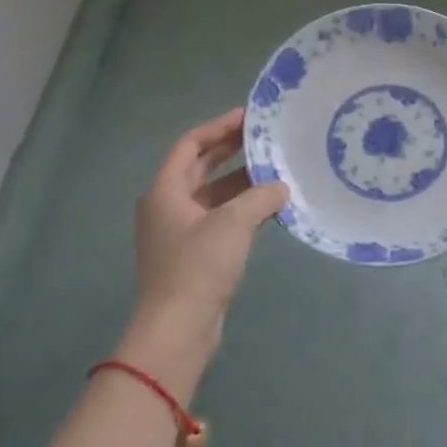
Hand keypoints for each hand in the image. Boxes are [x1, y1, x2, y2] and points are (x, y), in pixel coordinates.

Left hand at [127, 109, 288, 358]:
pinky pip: (220, 218)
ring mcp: (180, 232)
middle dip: (232, 150)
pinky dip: (242, 208)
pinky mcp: (194, 254)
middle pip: (201, 167)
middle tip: (265, 137)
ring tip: (276, 169)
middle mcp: (168, 206)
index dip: (219, 127)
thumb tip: (281, 186)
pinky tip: (271, 206)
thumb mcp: (233, 223)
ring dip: (242, 181)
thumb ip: (260, 197)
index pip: (190, 144)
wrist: (177, 330)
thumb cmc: (198, 266)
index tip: (248, 116)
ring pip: (214, 194)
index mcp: (165, 191)